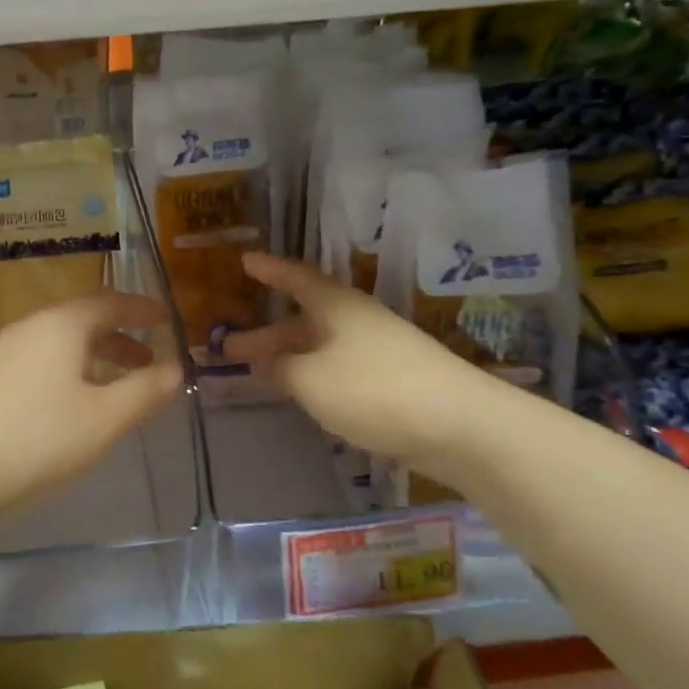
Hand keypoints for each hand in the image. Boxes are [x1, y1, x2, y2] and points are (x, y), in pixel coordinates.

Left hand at [0, 291, 185, 529]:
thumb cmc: (37, 439)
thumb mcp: (104, 419)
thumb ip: (145, 391)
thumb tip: (177, 367)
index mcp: (61, 325)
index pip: (110, 302)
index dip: (142, 309)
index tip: (166, 317)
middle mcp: (30, 327)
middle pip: (83, 320)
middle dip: (120, 336)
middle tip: (148, 359)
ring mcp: (3, 352)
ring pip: (59, 342)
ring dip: (94, 356)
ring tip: (116, 385)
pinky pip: (40, 360)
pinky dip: (68, 369)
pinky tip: (71, 403)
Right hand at [224, 252, 504, 472]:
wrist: (459, 426)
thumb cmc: (374, 389)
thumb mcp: (311, 379)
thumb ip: (279, 368)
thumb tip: (262, 361)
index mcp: (336, 306)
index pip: (294, 278)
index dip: (268, 270)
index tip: (244, 262)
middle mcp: (356, 320)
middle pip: (302, 318)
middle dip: (265, 332)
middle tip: (228, 346)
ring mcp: (376, 350)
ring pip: (319, 346)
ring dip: (287, 357)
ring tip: (256, 373)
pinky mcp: (389, 380)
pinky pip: (336, 368)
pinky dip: (310, 375)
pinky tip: (299, 393)